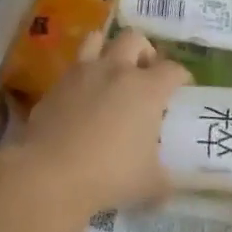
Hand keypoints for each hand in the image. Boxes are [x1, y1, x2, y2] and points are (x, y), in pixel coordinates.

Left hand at [14, 30, 190, 214]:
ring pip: (97, 39)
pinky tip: (82, 97)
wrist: (50, 174)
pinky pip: (72, 68)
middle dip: (144, 52)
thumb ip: (162, 181)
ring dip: (108, 49)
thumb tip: (167, 191)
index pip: (173, 70)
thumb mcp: (148, 183)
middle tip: (145, 73)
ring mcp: (82, 74)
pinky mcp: (55, 86)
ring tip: (111, 71)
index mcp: (148, 89)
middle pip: (135, 39)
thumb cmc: (111, 174)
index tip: (181, 87)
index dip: (181, 76)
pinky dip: (81, 75)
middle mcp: (117, 71)